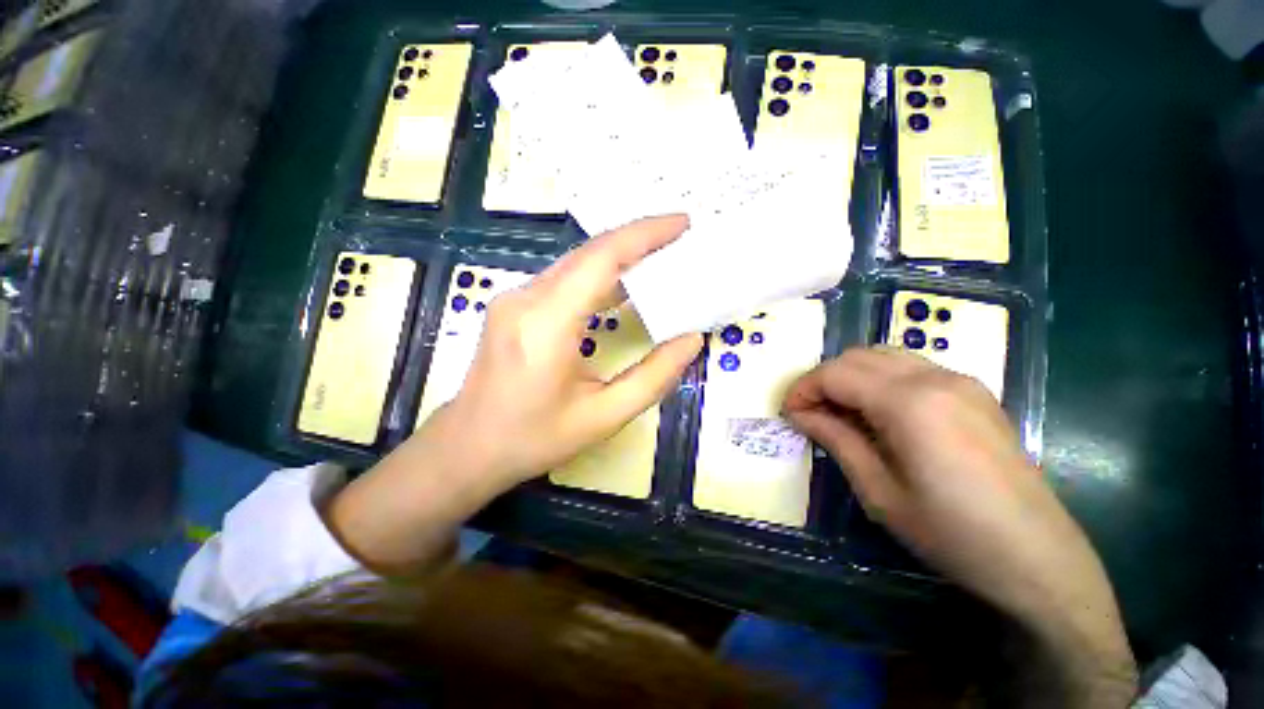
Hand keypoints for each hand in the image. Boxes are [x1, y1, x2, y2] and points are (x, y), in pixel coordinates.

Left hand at [443, 213, 702, 485]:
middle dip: (638, 240)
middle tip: (680, 239)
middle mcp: (526, 298)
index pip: (602, 258)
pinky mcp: (514, 307)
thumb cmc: (533, 439)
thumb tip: (691, 340)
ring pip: (575, 263)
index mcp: (546, 323)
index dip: (645, 234)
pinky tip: (623, 287)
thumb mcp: (603, 417)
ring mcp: (514, 299)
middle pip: (589, 253)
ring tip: (660, 260)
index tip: (682, 223)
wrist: (468, 448)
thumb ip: (653, 378)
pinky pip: (563, 279)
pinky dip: (599, 275)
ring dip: (619, 257)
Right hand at [783, 348, 1136, 704]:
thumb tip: (800, 414)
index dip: (803, 389)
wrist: (1038, 558)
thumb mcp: (878, 491)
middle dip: (823, 379)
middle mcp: (935, 377)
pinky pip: (912, 367)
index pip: (835, 373)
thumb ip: (835, 439)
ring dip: (851, 375)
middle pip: (857, 356)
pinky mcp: (974, 392)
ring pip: (884, 355)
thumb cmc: (951, 532)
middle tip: (810, 413)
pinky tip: (879, 412)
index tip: (789, 413)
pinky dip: (880, 379)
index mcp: (909, 402)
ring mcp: (960, 380)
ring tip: (840, 411)